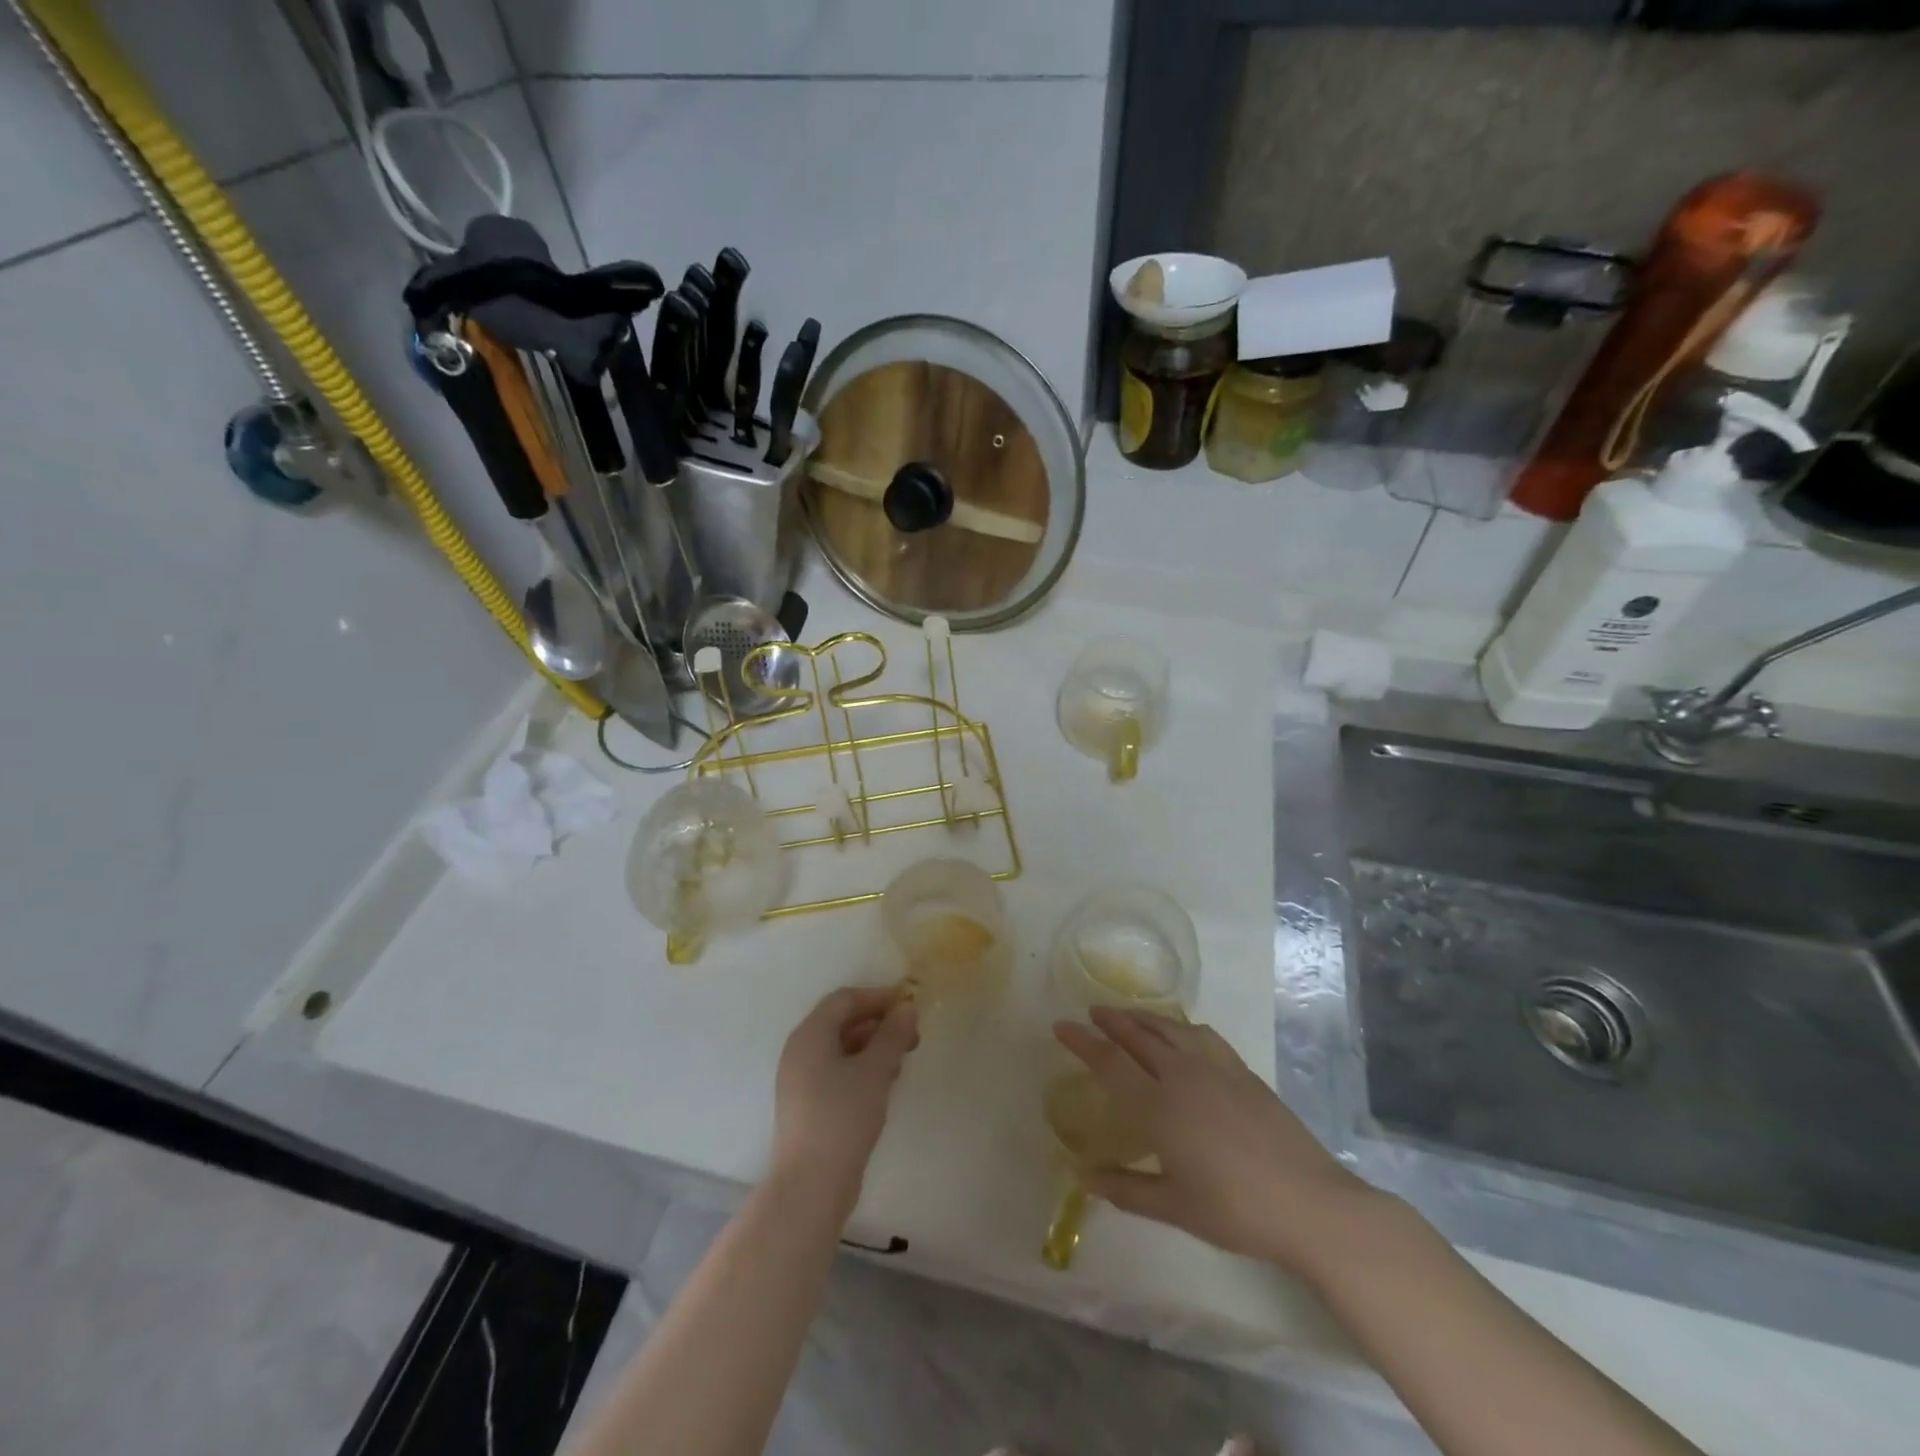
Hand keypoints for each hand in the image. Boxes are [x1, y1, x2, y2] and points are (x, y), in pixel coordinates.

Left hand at [772, 987, 919, 1209]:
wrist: (810, 1186)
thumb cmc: (843, 1117)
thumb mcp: (875, 1071)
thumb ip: (892, 1035)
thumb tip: (907, 1007)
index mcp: (810, 1034)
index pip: (844, 999)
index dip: (877, 997)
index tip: (909, 1007)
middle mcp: (800, 1051)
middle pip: (841, 1021)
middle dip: (878, 1023)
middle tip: (911, 1036)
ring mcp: (800, 1079)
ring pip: (840, 1048)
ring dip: (872, 1046)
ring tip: (902, 1059)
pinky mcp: (807, 1104)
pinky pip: (836, 1071)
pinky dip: (861, 1067)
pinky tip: (884, 1083)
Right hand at [1054, 1007, 1379, 1275]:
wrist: (1309, 1202)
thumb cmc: (1235, 1210)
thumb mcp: (1173, 1208)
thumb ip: (1125, 1188)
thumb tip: (1083, 1175)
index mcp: (1159, 1107)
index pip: (1110, 1063)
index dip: (1082, 1042)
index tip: (1060, 1025)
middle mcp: (1182, 1075)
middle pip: (1138, 1035)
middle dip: (1110, 1020)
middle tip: (1091, 1012)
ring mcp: (1215, 1068)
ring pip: (1169, 1028)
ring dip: (1142, 1017)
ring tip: (1126, 1014)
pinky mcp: (1241, 1070)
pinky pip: (1201, 1034)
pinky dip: (1179, 1025)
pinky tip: (1180, 1031)